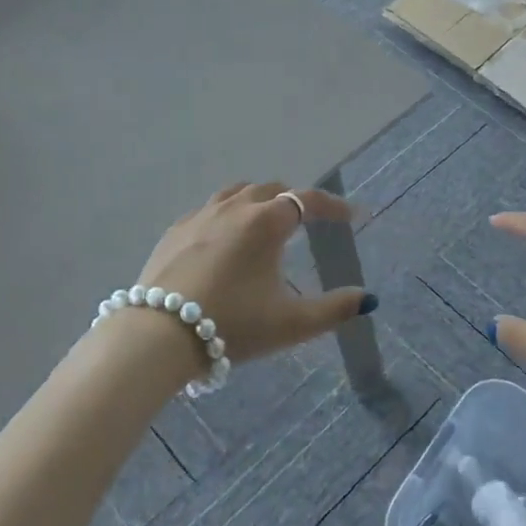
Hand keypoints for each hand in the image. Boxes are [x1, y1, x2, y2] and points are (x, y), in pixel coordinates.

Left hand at [136, 182, 373, 361]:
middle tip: (307, 222)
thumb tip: (368, 299)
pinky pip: (208, 210)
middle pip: (271, 190)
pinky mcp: (174, 231)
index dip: (333, 206)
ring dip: (258, 201)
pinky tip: (223, 239)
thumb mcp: (291, 324)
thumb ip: (334, 309)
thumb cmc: (233, 325)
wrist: (158, 336)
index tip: (351, 216)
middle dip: (294, 201)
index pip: (308, 201)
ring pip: (236, 193)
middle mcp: (234, 208)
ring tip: (265, 221)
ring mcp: (199, 216)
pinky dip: (226, 215)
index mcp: (266, 222)